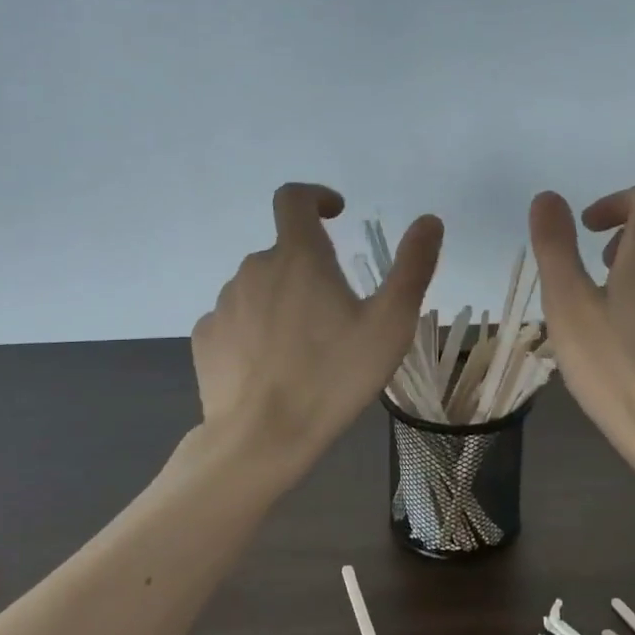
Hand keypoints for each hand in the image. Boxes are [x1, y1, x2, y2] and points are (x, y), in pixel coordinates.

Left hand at [192, 184, 443, 466]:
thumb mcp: (389, 325)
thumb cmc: (333, 377)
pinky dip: (254, 330)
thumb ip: (412, 267)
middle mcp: (254, 268)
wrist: (261, 438)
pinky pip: (235, 320)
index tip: (335, 214)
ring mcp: (224, 303)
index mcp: (298, 257)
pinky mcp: (205, 337)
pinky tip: (270, 367)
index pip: (293, 198)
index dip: (315, 196)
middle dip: (309, 270)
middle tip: (336, 317)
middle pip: (283, 253)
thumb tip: (429, 220)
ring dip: (282, 302)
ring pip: (259, 288)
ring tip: (304, 350)